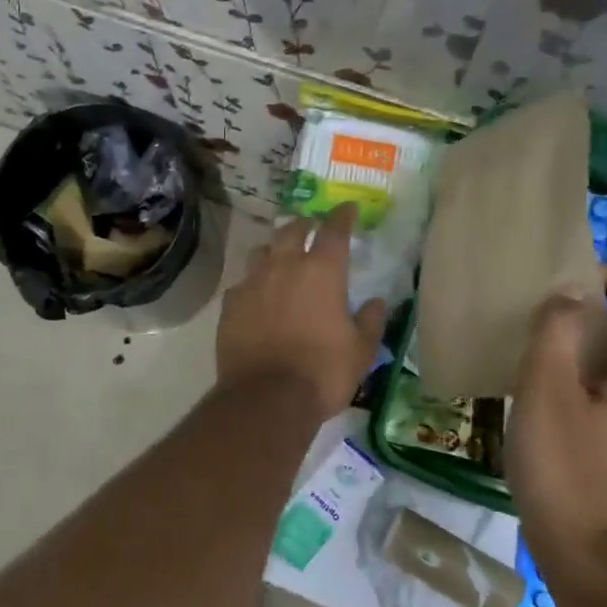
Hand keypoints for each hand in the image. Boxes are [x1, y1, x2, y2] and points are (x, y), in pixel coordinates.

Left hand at [217, 203, 386, 417]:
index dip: (342, 215)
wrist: (266, 398)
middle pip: (292, 230)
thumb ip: (370, 320)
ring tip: (281, 257)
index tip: (348, 208)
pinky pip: (243, 282)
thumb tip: (376, 302)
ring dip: (275, 249)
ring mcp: (252, 283)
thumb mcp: (361, 350)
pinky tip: (257, 294)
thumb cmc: (323, 372)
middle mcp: (284, 266)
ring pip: (262, 251)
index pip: (334, 229)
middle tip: (312, 228)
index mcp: (322, 271)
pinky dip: (254, 282)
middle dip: (304, 225)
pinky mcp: (230, 304)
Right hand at [506, 266, 606, 563]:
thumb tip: (568, 296)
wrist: (593, 561)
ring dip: (595, 347)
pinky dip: (599, 379)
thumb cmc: (569, 470)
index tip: (571, 284)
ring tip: (545, 353)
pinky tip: (556, 396)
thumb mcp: (548, 392)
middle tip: (547, 318)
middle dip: (600, 313)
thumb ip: (557, 332)